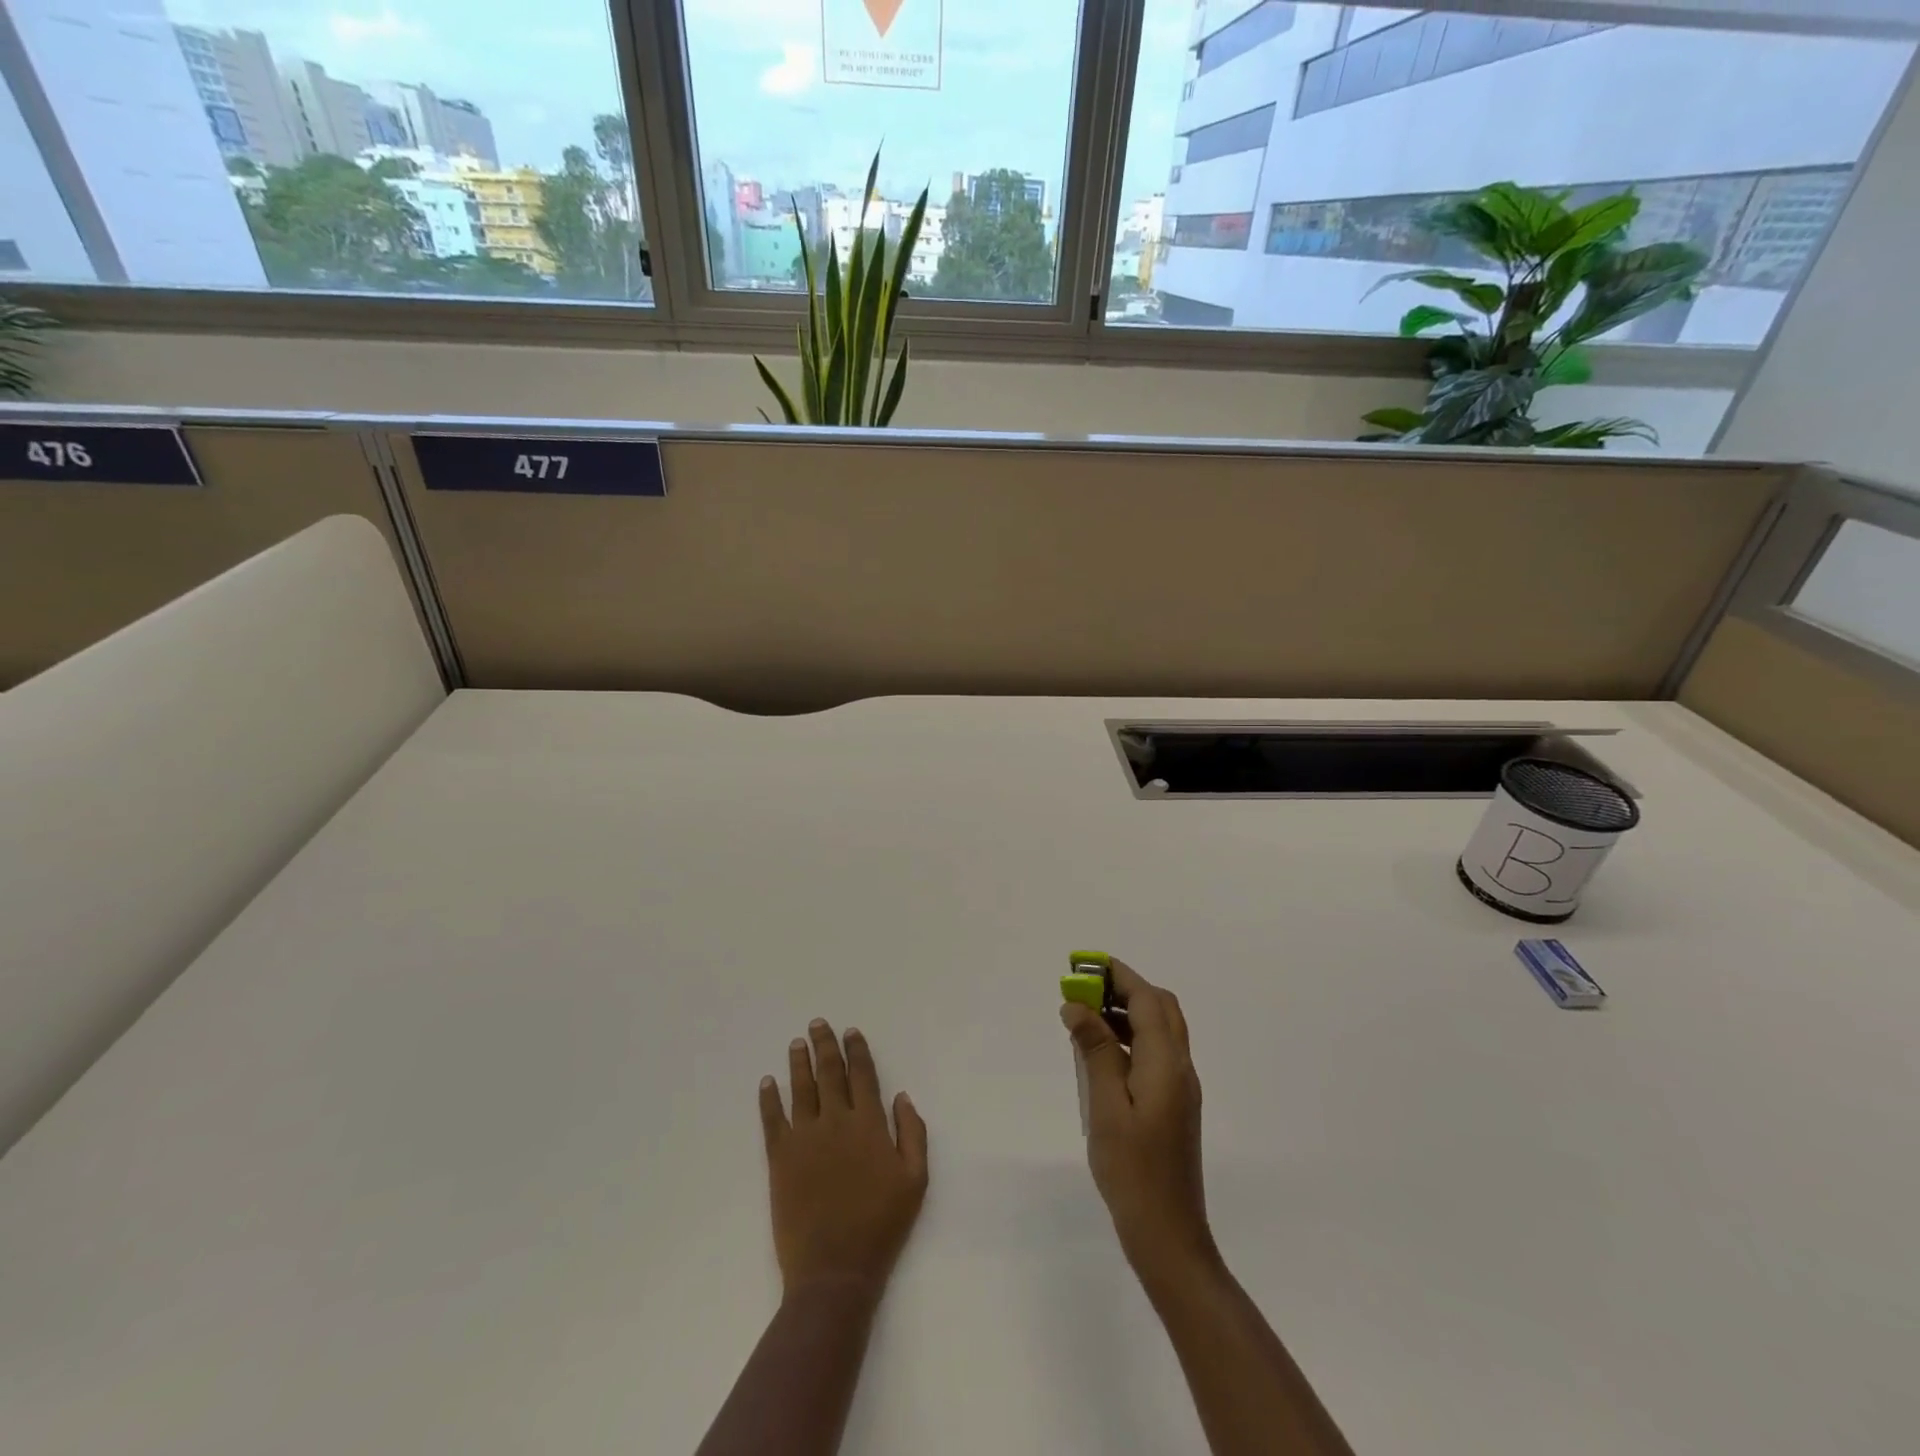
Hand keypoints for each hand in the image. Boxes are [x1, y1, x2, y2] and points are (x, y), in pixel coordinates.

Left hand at [759, 1019, 928, 1298]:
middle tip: (817, 1024)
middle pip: (828, 1073)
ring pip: (801, 1089)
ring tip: (796, 1043)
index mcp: (868, 1124)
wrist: (834, 1270)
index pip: (862, 1075)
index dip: (856, 1050)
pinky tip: (768, 1082)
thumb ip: (913, 1133)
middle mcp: (835, 1121)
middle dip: (824, 1045)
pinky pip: (773, 1120)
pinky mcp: (780, 1159)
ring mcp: (805, 1138)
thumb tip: (901, 1096)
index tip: (850, 1031)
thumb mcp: (915, 1180)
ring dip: (798, 1063)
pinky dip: (769, 1098)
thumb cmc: (881, 1225)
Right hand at [1061, 960, 1215, 1283]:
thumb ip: (1095, 1051)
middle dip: (1125, 988)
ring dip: (1127, 1012)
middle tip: (1084, 988)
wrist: (1169, 1236)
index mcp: (1167, 1064)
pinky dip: (1130, 1037)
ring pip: (1159, 1030)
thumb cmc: (1133, 1171)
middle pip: (1161, 1008)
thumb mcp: (1106, 1107)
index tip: (1084, 963)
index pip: (1147, 1001)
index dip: (1119, 976)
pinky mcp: (1173, 1104)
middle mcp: (1180, 1068)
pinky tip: (1100, 1052)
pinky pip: (1155, 1052)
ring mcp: (1180, 1087)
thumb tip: (1077, 1005)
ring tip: (1085, 1015)